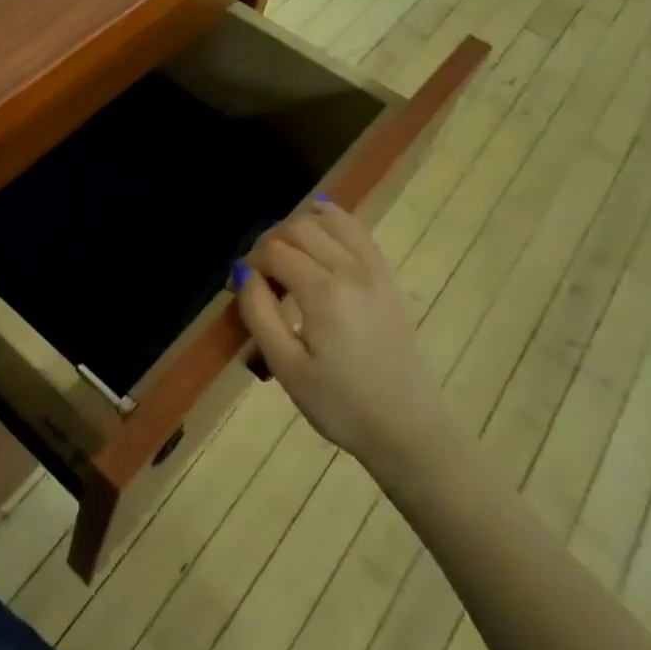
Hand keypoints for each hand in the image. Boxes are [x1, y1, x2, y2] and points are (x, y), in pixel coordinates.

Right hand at [237, 199, 457, 480]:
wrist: (408, 429)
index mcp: (323, 293)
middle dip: (270, 241)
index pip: (274, 251)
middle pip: (300, 228)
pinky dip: (335, 221)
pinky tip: (320, 225)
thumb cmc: (340, 405)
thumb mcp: (286, 367)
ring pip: (331, 221)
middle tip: (260, 273)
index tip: (242, 288)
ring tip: (286, 253)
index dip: (251, 262)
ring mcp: (376, 271)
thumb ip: (259, 313)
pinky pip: (359, 232)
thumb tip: (243, 273)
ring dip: (300, 227)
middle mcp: (351, 270)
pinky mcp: (389, 279)